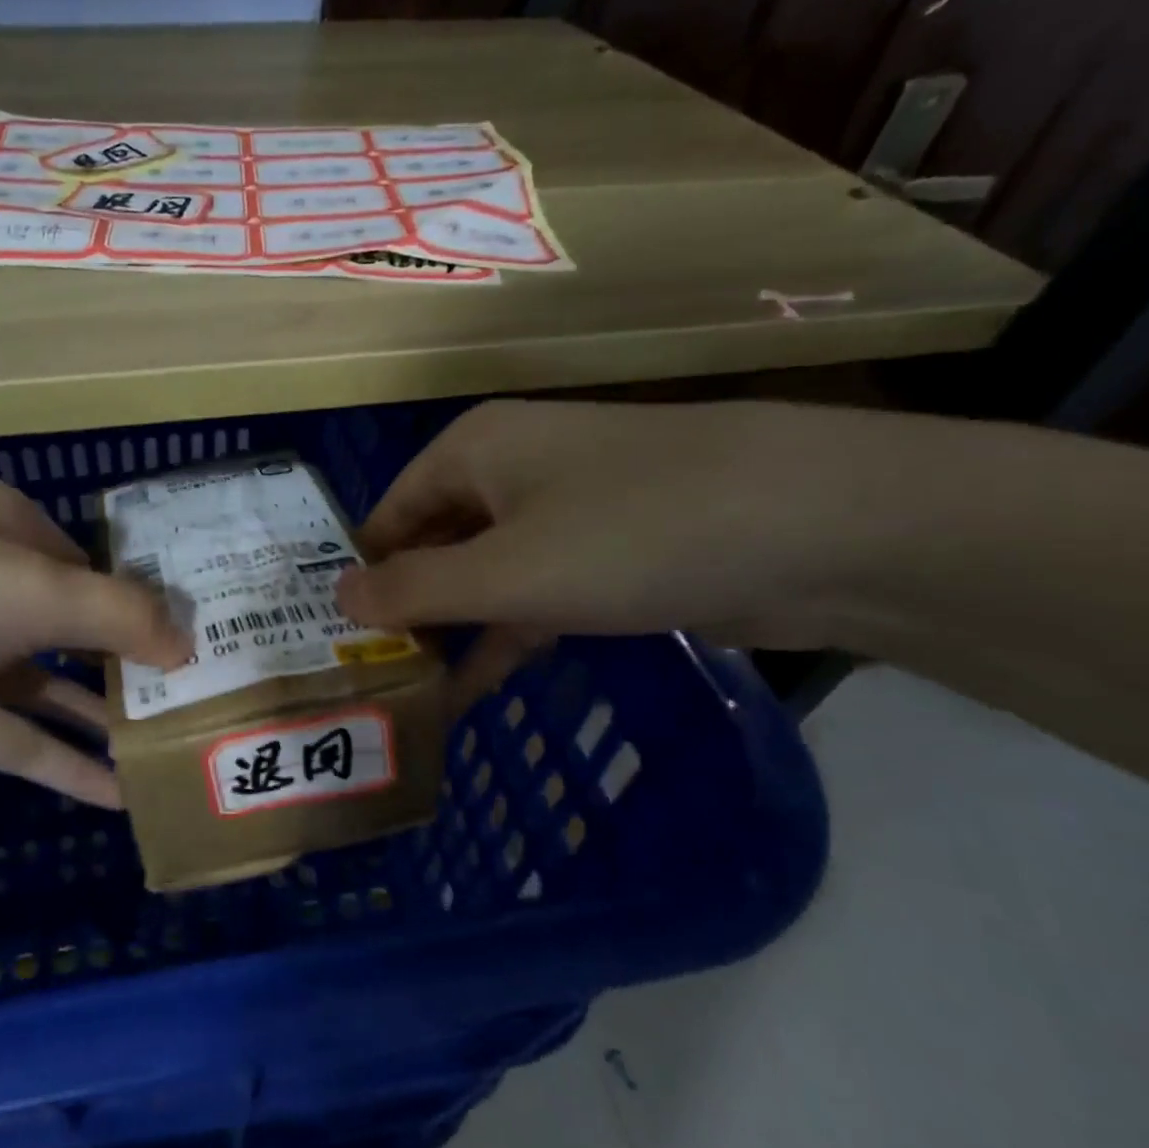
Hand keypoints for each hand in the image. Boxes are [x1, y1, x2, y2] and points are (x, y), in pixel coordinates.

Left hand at [0, 474, 189, 810]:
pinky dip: (61, 764)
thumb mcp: (20, 587)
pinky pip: (11, 740)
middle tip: (210, 699)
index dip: (153, 599)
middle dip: (137, 661)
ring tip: (178, 748)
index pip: (96, 561)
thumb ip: (116, 614)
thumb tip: (191, 641)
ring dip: (105, 717)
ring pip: (48, 686)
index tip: (212, 638)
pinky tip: (119, 795)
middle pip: (75, 622)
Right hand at [337, 400, 865, 699]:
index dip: (361, 574)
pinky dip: (505, 637)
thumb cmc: (629, 534)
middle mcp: (511, 471)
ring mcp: (565, 513)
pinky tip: (472, 690)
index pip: (389, 513)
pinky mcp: (611, 555)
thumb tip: (335, 596)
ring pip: (484, 576)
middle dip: (403, 610)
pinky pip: (535, 595)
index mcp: (474, 450)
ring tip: (406, 697)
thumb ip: (413, 590)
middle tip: (363, 678)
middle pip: (434, 544)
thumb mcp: (504, 571)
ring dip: (451, 633)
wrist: (817, 527)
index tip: (331, 639)